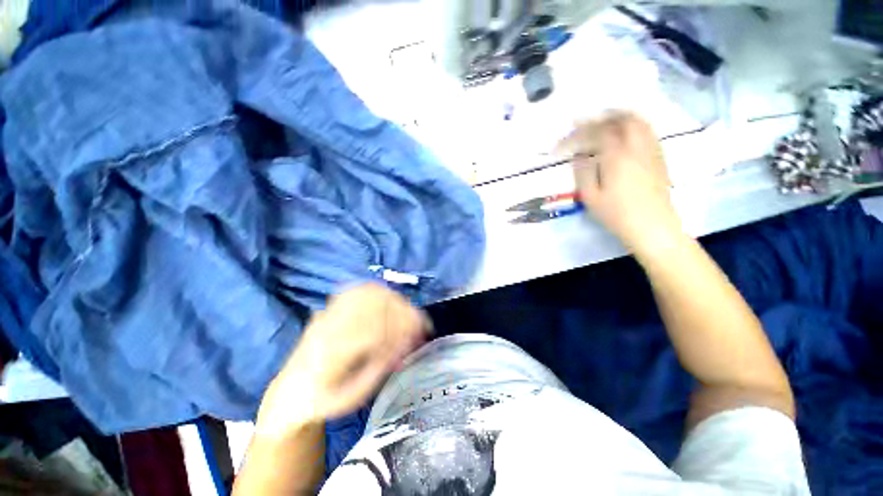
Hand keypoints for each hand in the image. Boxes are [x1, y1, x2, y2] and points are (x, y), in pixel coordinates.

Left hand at [256, 284, 429, 435]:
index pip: (375, 330)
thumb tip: (405, 344)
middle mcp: (330, 325)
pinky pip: (358, 290)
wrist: (289, 393)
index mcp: (331, 353)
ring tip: (409, 313)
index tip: (421, 333)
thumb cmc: (322, 401)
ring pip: (368, 293)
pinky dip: (380, 292)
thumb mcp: (352, 398)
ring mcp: (329, 312)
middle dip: (403, 311)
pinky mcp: (330, 307)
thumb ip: (379, 369)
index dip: (403, 328)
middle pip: (374, 305)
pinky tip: (391, 301)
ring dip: (394, 300)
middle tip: (420, 323)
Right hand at [556, 111, 680, 252]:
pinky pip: (648, 131)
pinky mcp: (659, 157)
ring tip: (605, 121)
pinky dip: (634, 125)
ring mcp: (651, 150)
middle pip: (621, 119)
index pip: (596, 133)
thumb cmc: (617, 214)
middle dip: (601, 117)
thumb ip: (582, 172)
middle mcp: (636, 146)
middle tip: (585, 122)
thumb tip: (578, 155)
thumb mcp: (590, 196)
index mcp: (617, 156)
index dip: (578, 133)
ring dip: (619, 117)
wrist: (653, 226)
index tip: (564, 140)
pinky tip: (626, 133)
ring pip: (638, 121)